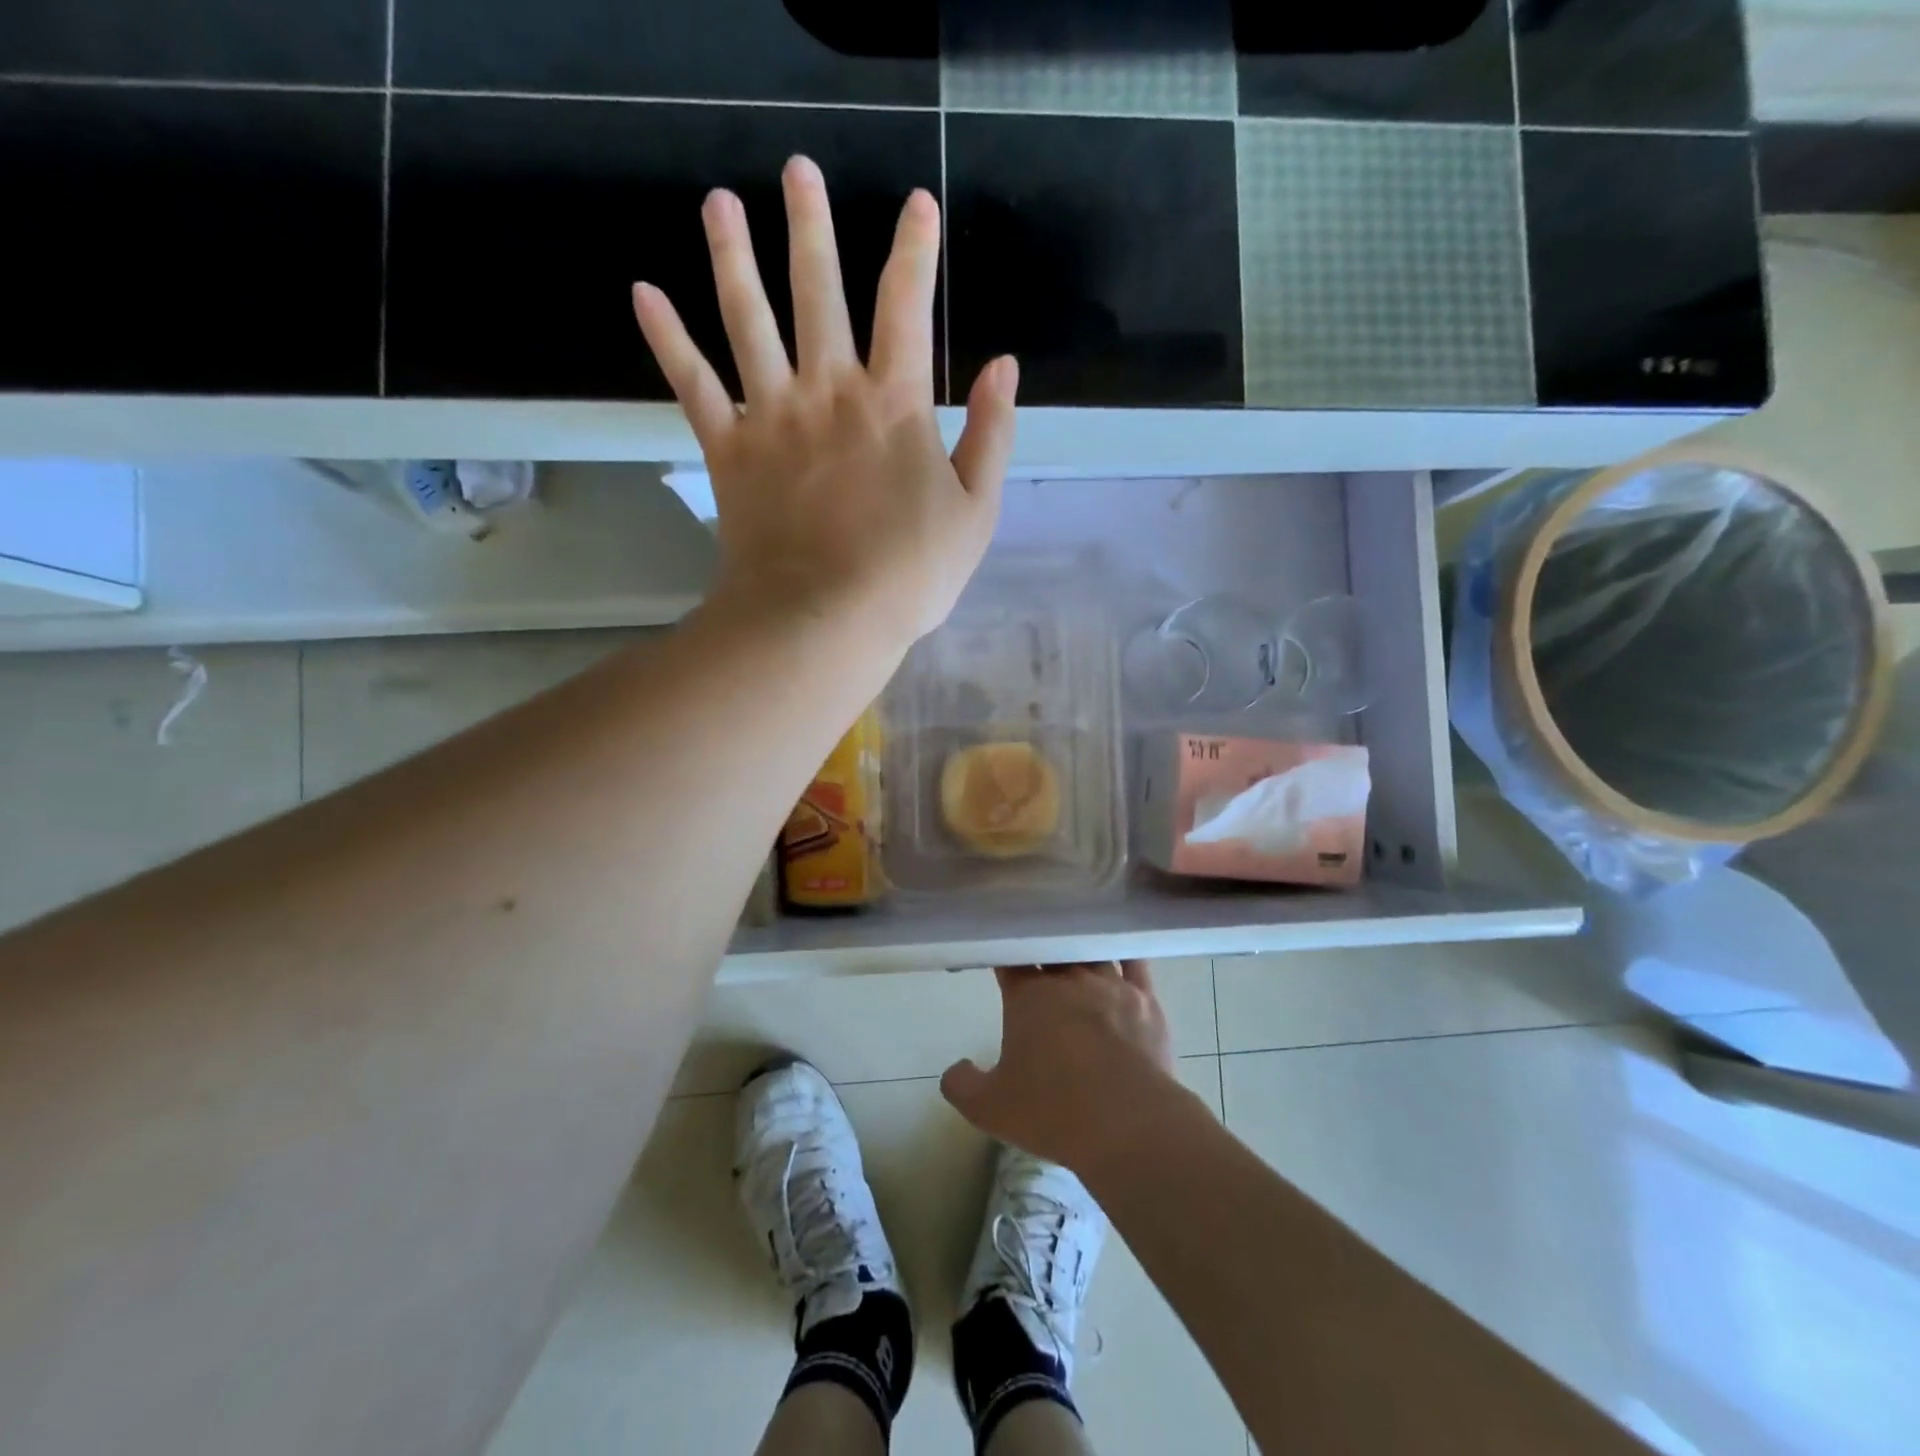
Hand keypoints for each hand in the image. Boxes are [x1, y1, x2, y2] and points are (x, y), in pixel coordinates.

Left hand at [631, 155, 1017, 649]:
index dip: (915, 251)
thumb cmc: (909, 574)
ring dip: (733, 256)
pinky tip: (644, 293)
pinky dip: (667, 339)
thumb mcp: (974, 511)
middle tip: (797, 170)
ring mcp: (772, 415)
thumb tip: (1002, 366)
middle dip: (811, 227)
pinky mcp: (728, 449)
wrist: (825, 619)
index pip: (907, 306)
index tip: (916, 205)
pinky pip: (692, 383)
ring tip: (718, 202)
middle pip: (819, 291)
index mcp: (893, 402)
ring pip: (749, 319)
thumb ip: (990, 435)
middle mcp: (829, 390)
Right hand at [941, 962, 1185, 1174]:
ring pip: (1091, 952)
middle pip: (1052, 950)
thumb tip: (956, 1069)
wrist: (1129, 1124)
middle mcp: (1069, 979)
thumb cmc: (1054, 1111)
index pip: (1011, 959)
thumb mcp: (990, 1108)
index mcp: (1029, 995)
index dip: (1004, 957)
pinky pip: (1134, 963)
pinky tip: (1122, 955)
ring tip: (1076, 957)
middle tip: (1038, 965)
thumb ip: (962, 1085)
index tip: (1001, 961)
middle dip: (1042, 952)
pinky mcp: (1146, 1000)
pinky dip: (1124, 956)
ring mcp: (1111, 984)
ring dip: (1080, 954)